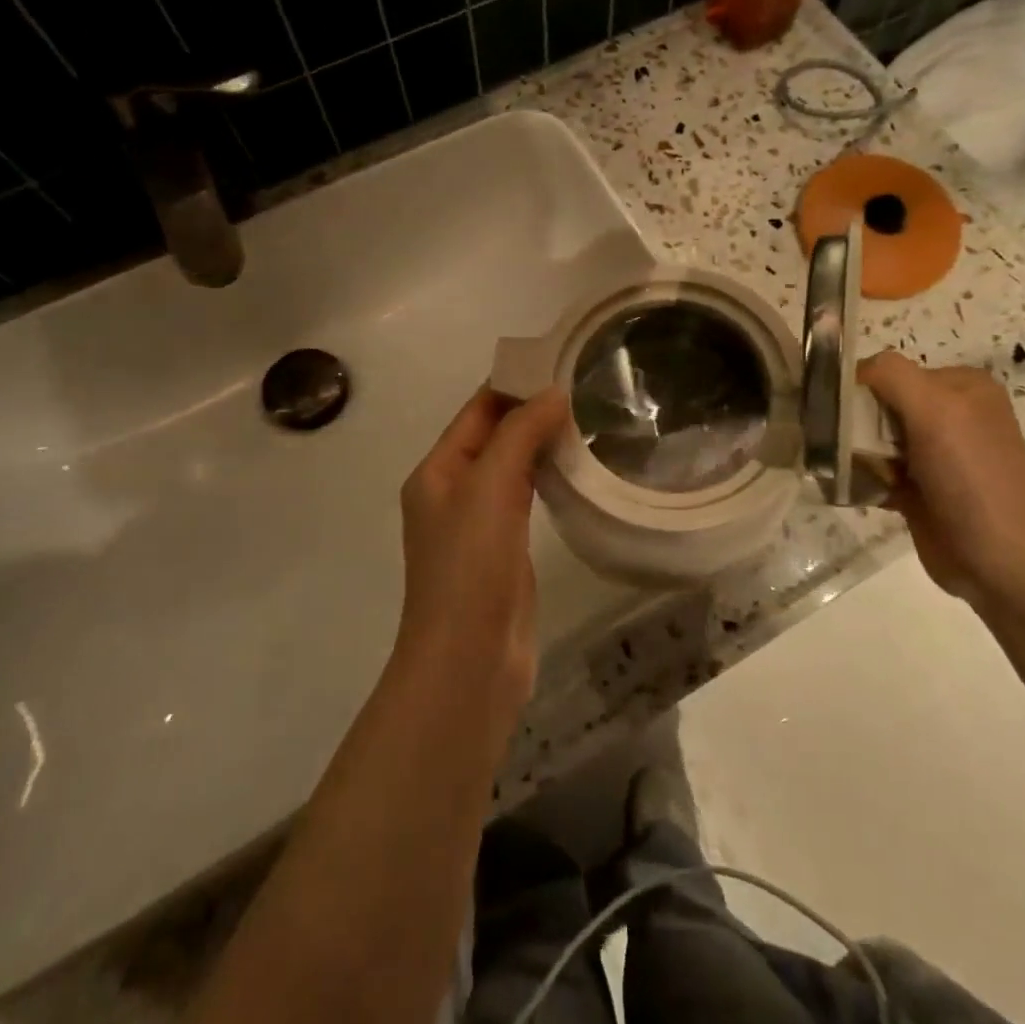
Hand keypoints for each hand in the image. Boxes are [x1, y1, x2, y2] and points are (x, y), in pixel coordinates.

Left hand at [397, 385, 569, 724]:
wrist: (469, 660)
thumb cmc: (471, 566)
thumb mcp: (490, 487)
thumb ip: (519, 434)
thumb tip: (553, 392)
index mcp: (437, 470)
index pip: (476, 410)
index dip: (513, 384)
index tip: (559, 363)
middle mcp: (453, 491)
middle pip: (493, 436)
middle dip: (531, 411)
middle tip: (585, 390)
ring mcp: (478, 523)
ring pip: (512, 467)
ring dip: (541, 444)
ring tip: (587, 421)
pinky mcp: (503, 550)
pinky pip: (525, 498)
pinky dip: (547, 477)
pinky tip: (577, 471)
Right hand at [858, 351, 1024, 598]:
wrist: (1004, 560)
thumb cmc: (972, 476)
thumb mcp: (936, 408)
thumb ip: (891, 375)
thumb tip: (849, 371)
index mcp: (959, 386)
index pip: (890, 371)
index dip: (861, 389)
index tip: (843, 416)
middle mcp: (949, 415)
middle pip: (877, 405)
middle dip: (853, 424)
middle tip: (844, 448)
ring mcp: (933, 456)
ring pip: (871, 441)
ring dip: (851, 454)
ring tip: (841, 470)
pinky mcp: (918, 491)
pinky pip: (874, 473)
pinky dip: (857, 479)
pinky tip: (846, 488)